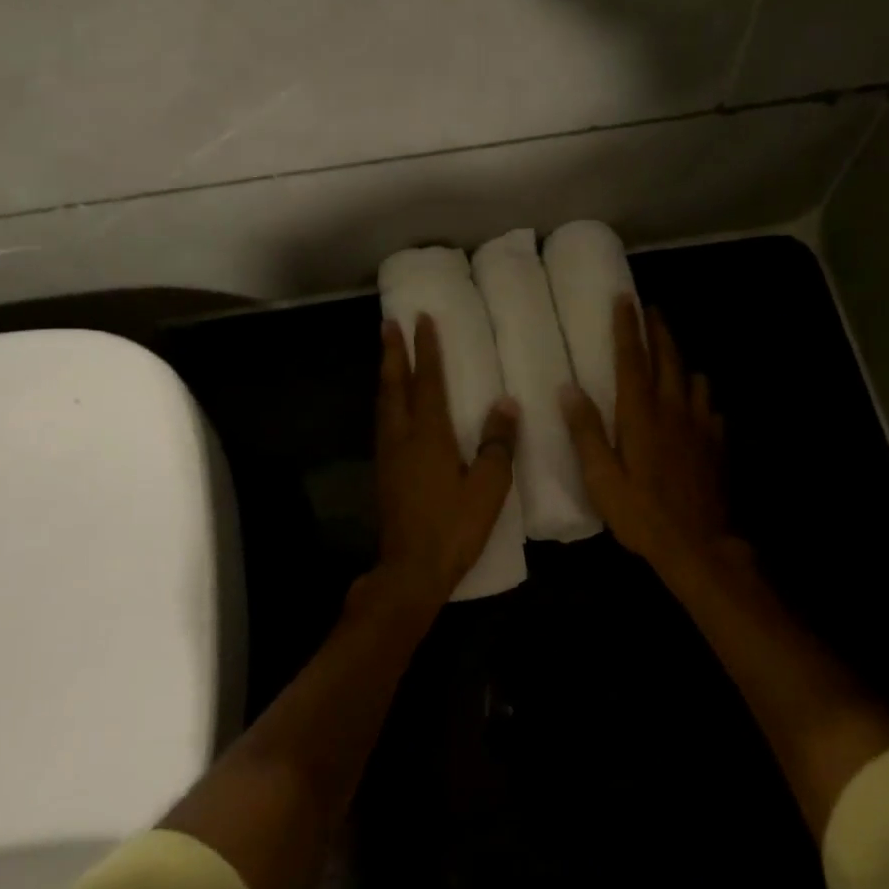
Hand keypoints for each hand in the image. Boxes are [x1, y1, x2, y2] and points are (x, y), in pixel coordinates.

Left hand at [376, 314, 519, 603]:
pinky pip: (383, 422)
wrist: (411, 570)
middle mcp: (402, 437)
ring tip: (388, 355)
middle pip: (394, 385)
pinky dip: (386, 401)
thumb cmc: (454, 527)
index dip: (426, 349)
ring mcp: (388, 455)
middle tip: (388, 323)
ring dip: (386, 375)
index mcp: (428, 435)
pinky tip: (392, 406)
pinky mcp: (384, 473)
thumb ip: (497, 444)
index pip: (427, 381)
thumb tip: (505, 404)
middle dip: (392, 352)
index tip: (422, 319)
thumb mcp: (488, 487)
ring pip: (384, 403)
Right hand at [561, 298, 728, 572]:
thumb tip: (568, 389)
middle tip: (652, 310)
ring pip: (695, 379)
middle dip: (659, 331)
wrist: (698, 545)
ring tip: (673, 355)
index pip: (632, 360)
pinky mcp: (717, 445)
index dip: (628, 327)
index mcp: (641, 415)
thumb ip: (586, 431)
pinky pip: (711, 409)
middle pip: (668, 359)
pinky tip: (698, 405)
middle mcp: (674, 410)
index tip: (625, 298)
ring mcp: (700, 426)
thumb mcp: (602, 478)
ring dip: (682, 361)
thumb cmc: (642, 513)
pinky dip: (701, 398)